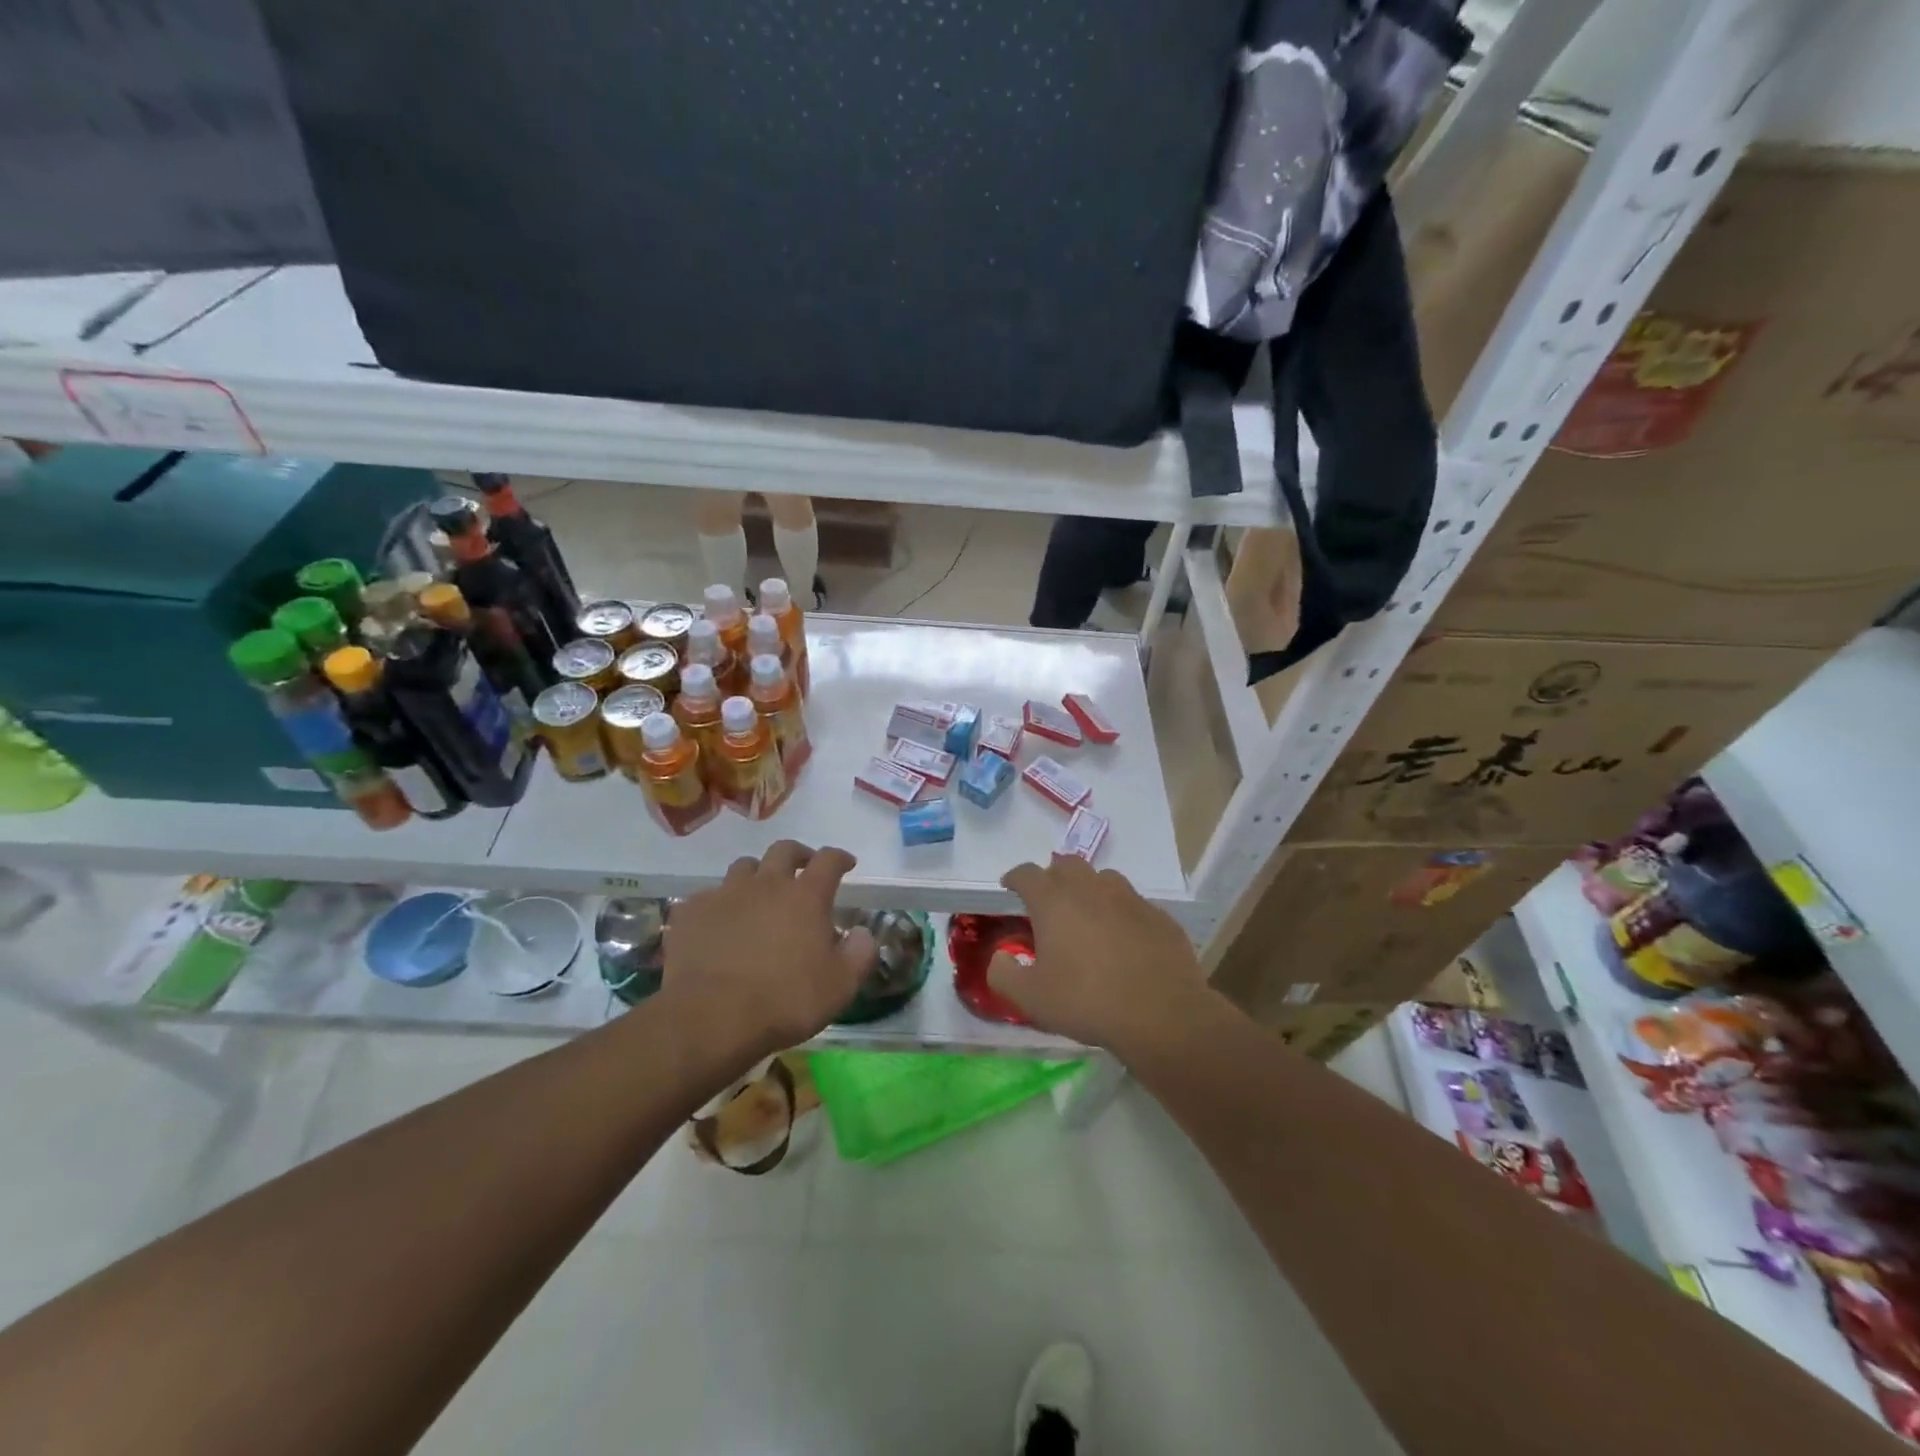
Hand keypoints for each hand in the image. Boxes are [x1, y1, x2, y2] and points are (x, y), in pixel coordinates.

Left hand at [661, 841, 876, 1059]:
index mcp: (806, 897)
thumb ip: (860, 953)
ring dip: (758, 874)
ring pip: (744, 867)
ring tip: (760, 893)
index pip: (828, 860)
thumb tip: (863, 933)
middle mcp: (767, 884)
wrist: (710, 1019)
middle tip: (804, 868)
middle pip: (784, 850)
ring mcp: (725, 895)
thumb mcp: (841, 986)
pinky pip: (709, 896)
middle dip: (798, 854)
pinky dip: (721, 903)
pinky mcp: (691, 912)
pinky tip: (721, 923)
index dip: (840, 858)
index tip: (846, 864)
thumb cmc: (785, 1001)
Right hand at [988, 855, 1214, 1054]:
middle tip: (1047, 900)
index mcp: (1054, 902)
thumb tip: (999, 958)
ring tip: (1086, 914)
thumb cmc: (1087, 1002)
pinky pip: (1133, 903)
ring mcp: (1129, 899)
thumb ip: (1004, 974)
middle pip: (1067, 864)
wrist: (1162, 1014)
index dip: (1015, 877)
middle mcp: (1091, 889)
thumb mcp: (1031, 998)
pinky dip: (1120, 912)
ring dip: (1089, 888)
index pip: (1027, 873)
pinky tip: (1123, 937)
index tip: (1009, 887)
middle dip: (1052, 876)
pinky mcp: (1158, 916)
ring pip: (1103, 878)